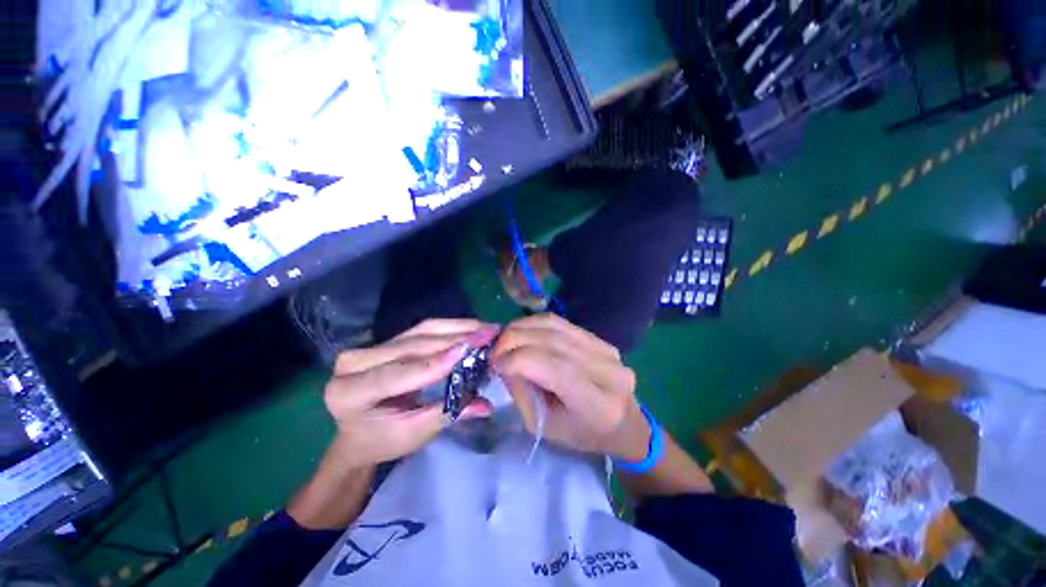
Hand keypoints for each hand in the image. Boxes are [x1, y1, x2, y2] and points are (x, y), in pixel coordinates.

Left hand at [323, 319, 497, 468]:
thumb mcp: (413, 434)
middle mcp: (353, 363)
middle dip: (454, 340)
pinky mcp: (387, 339)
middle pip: (411, 346)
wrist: (359, 432)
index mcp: (348, 394)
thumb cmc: (382, 440)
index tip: (466, 352)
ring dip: (457, 328)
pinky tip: (472, 327)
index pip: (394, 375)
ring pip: (420, 331)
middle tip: (489, 335)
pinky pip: (422, 329)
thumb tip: (486, 405)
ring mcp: (370, 346)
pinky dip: (450, 328)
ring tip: (486, 328)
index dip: (432, 364)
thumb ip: (448, 414)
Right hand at [491, 314, 650, 460]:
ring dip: (522, 328)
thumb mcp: (546, 427)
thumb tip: (504, 361)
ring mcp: (607, 350)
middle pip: (554, 342)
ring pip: (556, 326)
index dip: (520, 360)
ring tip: (504, 338)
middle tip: (493, 349)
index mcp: (598, 405)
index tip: (494, 363)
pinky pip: (562, 323)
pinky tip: (521, 331)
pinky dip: (535, 324)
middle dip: (515, 340)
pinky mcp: (601, 339)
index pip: (557, 370)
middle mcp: (608, 371)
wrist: (623, 423)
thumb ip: (523, 392)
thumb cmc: (582, 435)